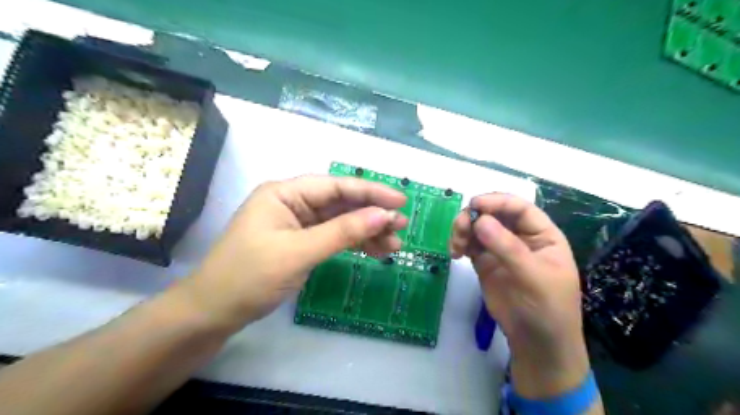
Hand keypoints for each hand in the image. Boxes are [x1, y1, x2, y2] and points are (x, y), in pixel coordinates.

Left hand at [181, 175, 406, 329]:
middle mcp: (293, 203)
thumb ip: (343, 232)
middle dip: (372, 214)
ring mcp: (298, 223)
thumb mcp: (299, 252)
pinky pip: (334, 237)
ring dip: (367, 231)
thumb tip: (383, 215)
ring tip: (394, 244)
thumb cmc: (250, 276)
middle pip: (341, 203)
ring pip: (341, 221)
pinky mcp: (301, 242)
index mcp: (285, 193)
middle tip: (401, 226)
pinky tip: (375, 251)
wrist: (215, 312)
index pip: (336, 186)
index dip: (371, 192)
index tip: (400, 201)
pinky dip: (354, 244)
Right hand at [452, 193, 590, 398]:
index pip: (519, 208)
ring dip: (463, 229)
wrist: (536, 342)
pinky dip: (459, 243)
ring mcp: (500, 249)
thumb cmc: (547, 308)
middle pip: (494, 214)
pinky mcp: (485, 262)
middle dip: (474, 216)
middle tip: (460, 228)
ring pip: (478, 227)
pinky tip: (455, 253)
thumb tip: (479, 220)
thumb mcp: (533, 277)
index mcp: (542, 234)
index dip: (496, 202)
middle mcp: (520, 237)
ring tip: (456, 246)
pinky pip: (469, 244)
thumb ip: (507, 248)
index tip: (473, 205)